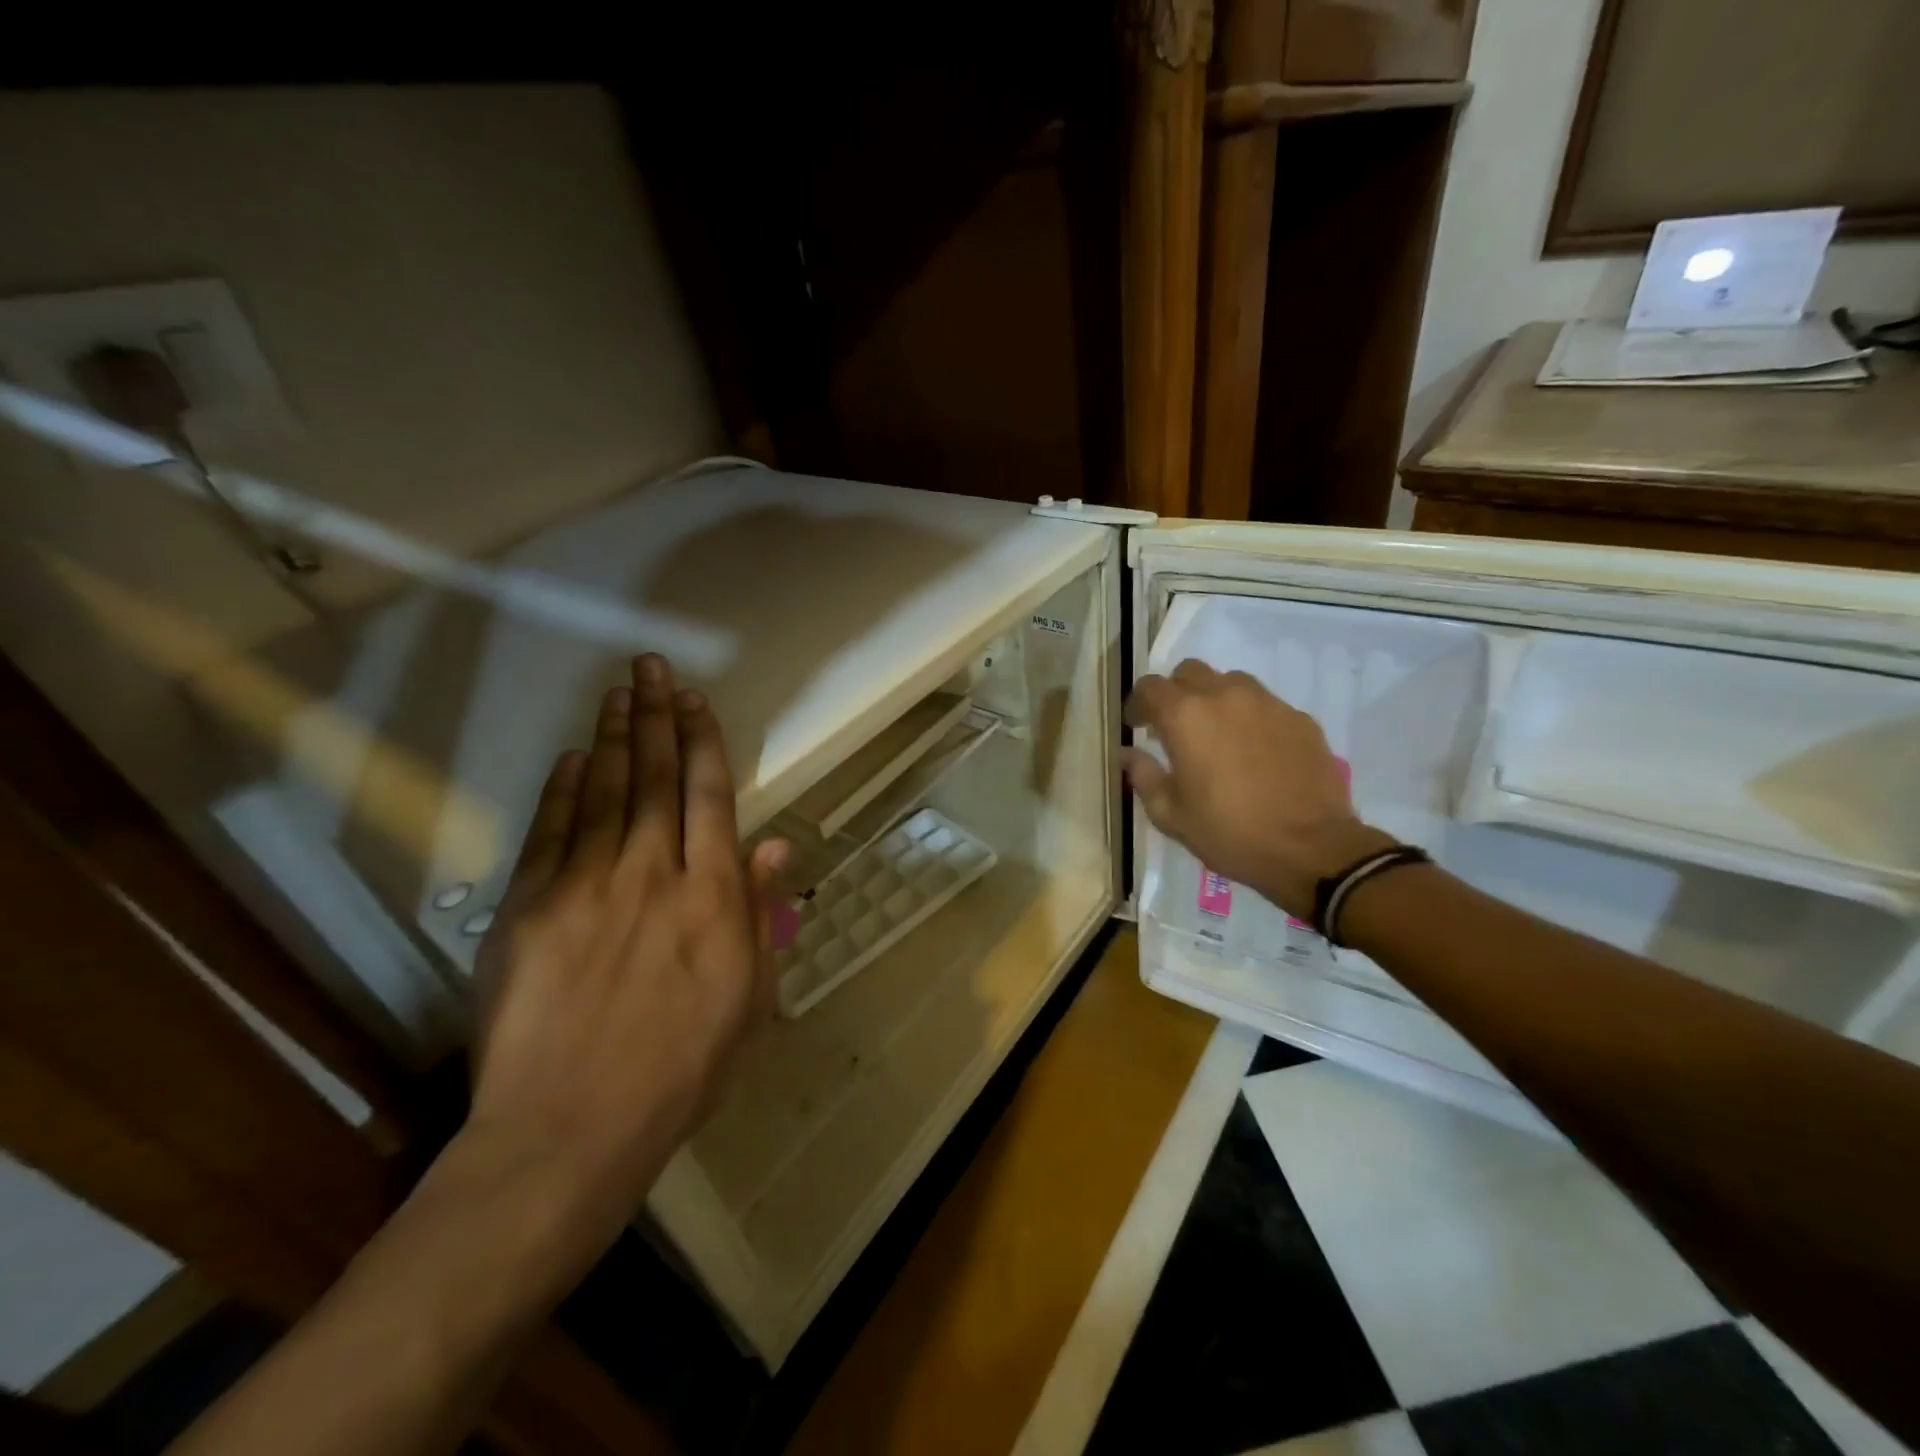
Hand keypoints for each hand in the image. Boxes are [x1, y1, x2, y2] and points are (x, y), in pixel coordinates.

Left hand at [467, 654, 786, 1237]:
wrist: (570, 1131)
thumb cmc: (682, 1071)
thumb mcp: (749, 1000)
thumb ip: (760, 916)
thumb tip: (774, 849)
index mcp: (712, 897)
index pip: (709, 796)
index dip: (703, 742)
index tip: (695, 700)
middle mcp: (652, 874)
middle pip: (655, 778)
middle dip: (657, 716)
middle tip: (652, 668)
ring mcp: (585, 886)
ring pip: (604, 791)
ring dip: (613, 736)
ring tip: (619, 690)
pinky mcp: (528, 908)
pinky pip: (550, 832)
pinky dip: (562, 789)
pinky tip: (571, 756)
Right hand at [1122, 661, 1391, 917]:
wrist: (1311, 849)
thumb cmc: (1229, 832)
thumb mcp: (1170, 814)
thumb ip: (1143, 776)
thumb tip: (1128, 754)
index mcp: (1185, 716)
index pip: (1150, 687)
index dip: (1138, 704)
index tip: (1137, 726)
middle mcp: (1225, 696)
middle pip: (1190, 672)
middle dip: (1176, 693)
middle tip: (1175, 727)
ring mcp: (1267, 703)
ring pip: (1231, 682)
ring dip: (1215, 699)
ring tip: (1217, 735)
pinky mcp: (1299, 718)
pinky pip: (1265, 705)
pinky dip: (1250, 718)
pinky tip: (1255, 752)